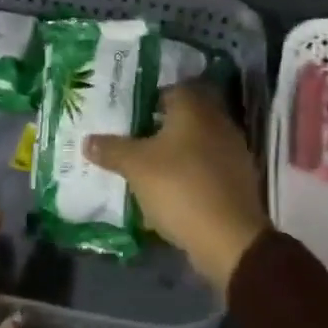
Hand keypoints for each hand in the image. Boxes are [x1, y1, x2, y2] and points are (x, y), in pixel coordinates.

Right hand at [85, 83, 269, 295]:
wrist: (230, 239)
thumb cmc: (180, 187)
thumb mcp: (136, 167)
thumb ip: (112, 150)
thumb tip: (87, 140)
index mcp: (194, 107)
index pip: (170, 89)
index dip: (149, 99)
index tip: (130, 114)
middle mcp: (217, 120)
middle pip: (185, 116)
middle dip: (162, 126)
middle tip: (136, 138)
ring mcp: (232, 150)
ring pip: (198, 142)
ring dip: (178, 151)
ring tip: (151, 167)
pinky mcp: (239, 179)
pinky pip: (209, 166)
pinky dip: (193, 173)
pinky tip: (175, 189)